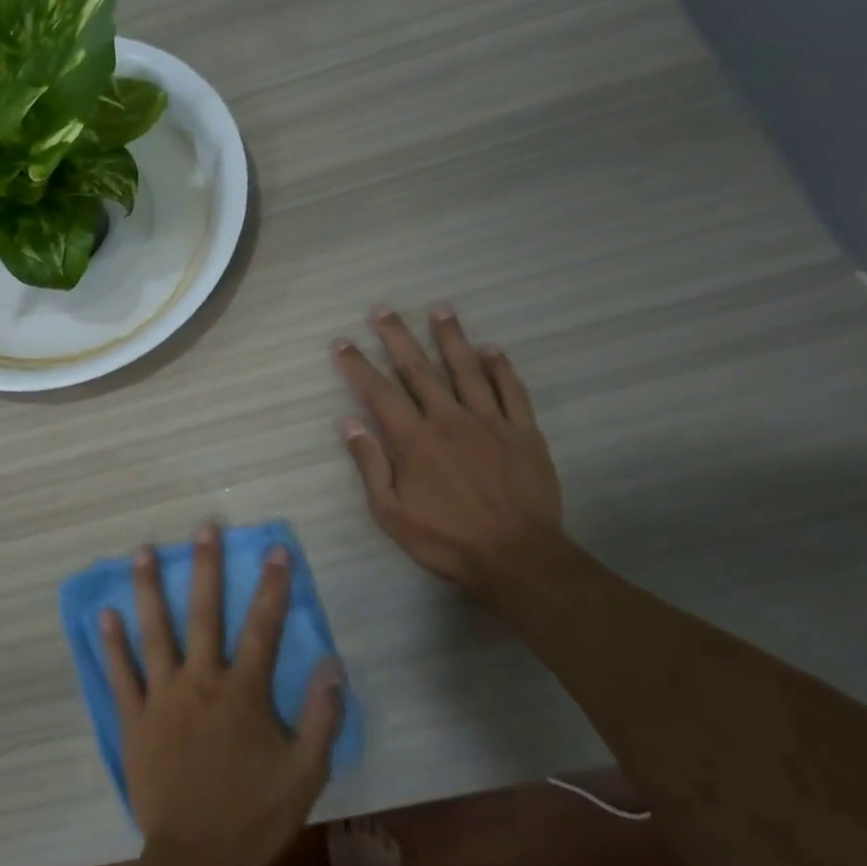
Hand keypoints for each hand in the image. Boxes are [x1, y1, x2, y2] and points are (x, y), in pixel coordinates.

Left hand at [101, 527, 344, 865]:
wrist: (196, 860)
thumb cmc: (254, 817)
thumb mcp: (306, 773)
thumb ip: (322, 718)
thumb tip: (333, 665)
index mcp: (244, 692)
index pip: (263, 627)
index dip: (273, 586)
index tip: (275, 549)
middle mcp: (201, 681)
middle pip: (204, 614)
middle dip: (206, 567)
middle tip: (203, 528)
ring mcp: (162, 696)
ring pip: (155, 631)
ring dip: (148, 589)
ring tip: (142, 550)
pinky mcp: (134, 718)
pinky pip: (121, 674)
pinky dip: (113, 644)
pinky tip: (106, 614)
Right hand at [332, 306, 562, 594]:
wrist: (516, 556)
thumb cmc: (445, 539)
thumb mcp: (390, 512)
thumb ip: (370, 464)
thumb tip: (347, 423)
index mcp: (414, 440)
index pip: (378, 392)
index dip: (357, 365)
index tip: (342, 342)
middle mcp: (449, 419)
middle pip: (419, 369)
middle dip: (398, 337)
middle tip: (383, 309)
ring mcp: (490, 422)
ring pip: (467, 369)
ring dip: (451, 337)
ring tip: (440, 309)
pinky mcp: (524, 432)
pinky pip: (512, 390)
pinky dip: (500, 367)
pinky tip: (491, 348)